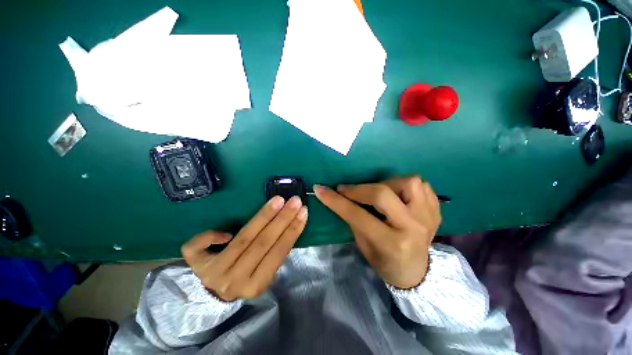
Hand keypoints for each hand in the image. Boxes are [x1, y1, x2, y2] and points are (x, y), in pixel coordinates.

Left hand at [181, 196, 307, 300]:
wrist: (215, 294)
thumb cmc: (246, 278)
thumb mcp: (264, 273)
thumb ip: (274, 255)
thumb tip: (287, 228)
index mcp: (256, 285)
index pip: (279, 253)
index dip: (292, 231)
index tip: (303, 212)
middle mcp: (234, 281)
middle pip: (262, 243)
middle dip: (282, 219)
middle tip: (294, 201)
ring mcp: (212, 273)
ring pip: (242, 239)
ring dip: (263, 216)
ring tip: (278, 200)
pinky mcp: (195, 265)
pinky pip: (197, 247)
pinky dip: (210, 235)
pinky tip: (225, 230)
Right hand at [314, 176, 440, 288]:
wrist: (417, 271)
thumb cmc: (385, 261)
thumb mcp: (364, 245)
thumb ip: (354, 219)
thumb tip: (341, 196)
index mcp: (392, 243)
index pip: (358, 215)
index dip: (336, 201)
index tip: (321, 189)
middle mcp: (413, 227)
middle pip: (382, 194)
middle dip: (358, 189)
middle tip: (346, 190)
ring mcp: (428, 217)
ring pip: (408, 182)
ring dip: (387, 183)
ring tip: (378, 192)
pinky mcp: (435, 210)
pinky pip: (421, 185)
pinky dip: (405, 185)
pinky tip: (397, 194)